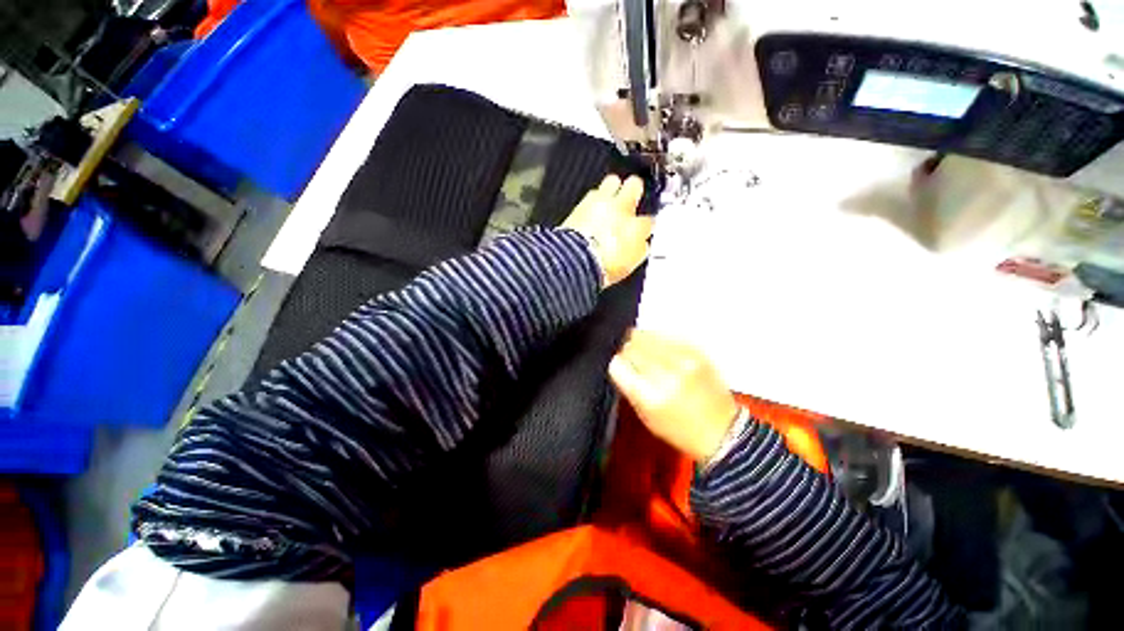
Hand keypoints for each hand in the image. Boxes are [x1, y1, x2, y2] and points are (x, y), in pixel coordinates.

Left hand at [562, 175, 653, 286]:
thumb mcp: (629, 265)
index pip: (649, 220)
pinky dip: (594, 199)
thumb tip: (641, 244)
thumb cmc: (602, 267)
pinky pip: (592, 193)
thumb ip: (639, 250)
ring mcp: (601, 203)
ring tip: (609, 201)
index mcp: (637, 228)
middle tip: (631, 199)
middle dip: (635, 190)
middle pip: (635, 185)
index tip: (642, 229)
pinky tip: (592, 209)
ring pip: (612, 181)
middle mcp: (622, 210)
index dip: (646, 224)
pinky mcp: (582, 203)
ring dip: (613, 189)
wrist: (575, 260)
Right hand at [609, 330, 739, 461]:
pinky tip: (659, 347)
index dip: (616, 363)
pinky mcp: (697, 350)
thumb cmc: (678, 429)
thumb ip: (628, 386)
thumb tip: (618, 360)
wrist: (722, 430)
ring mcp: (684, 359)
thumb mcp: (645, 415)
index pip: (619, 364)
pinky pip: (666, 334)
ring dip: (640, 341)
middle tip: (629, 357)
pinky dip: (657, 338)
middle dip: (626, 350)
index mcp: (650, 396)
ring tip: (643, 350)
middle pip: (632, 346)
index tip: (619, 365)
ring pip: (648, 335)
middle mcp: (667, 374)